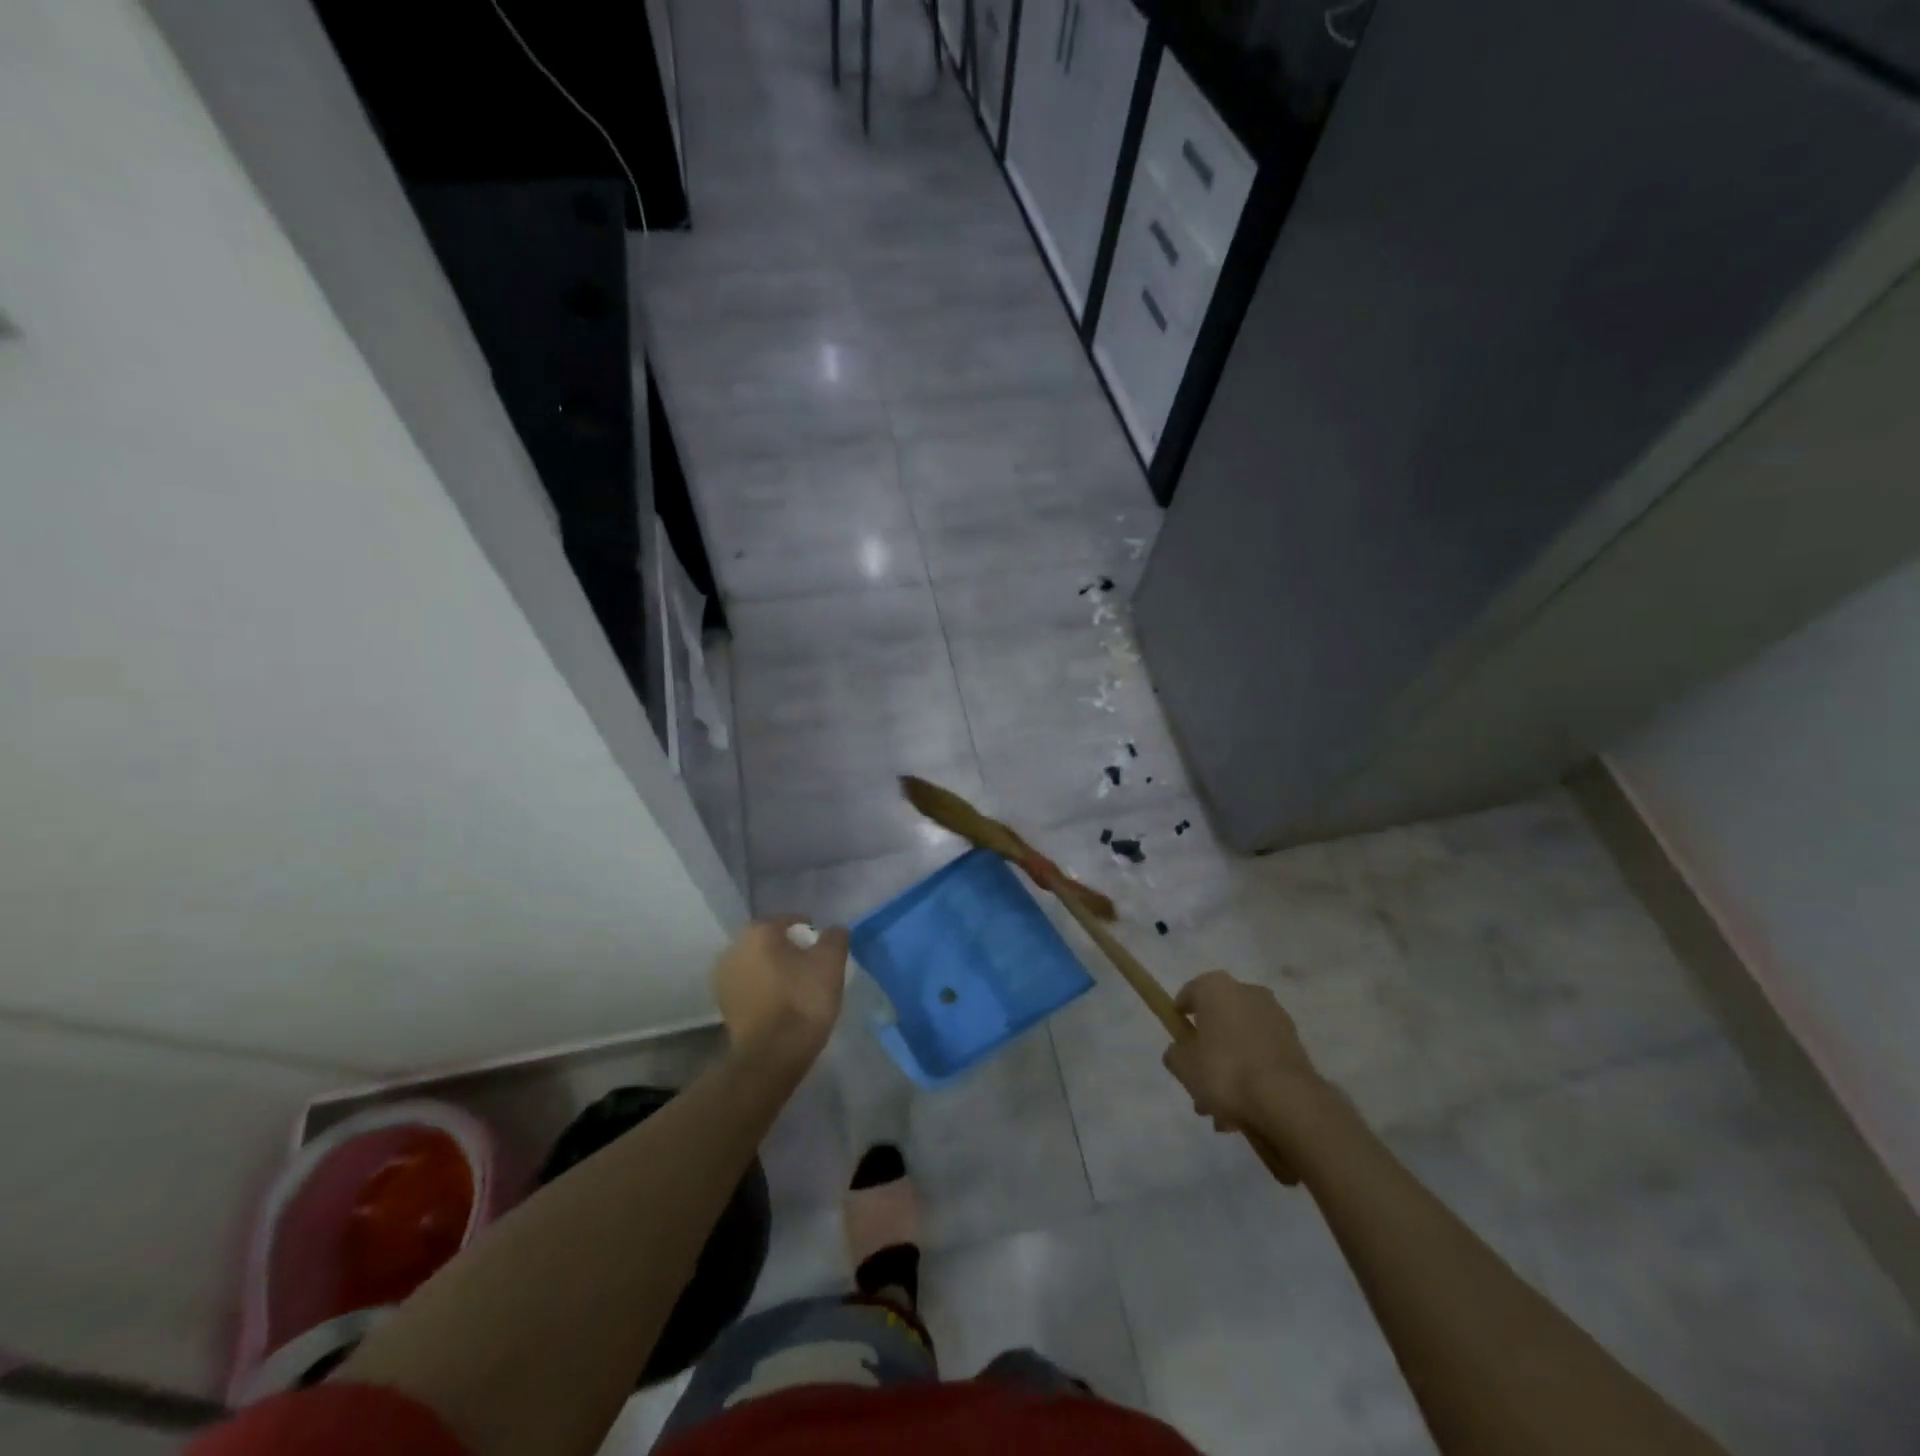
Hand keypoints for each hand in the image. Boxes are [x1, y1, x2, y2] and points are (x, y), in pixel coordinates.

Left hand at [711, 917, 848, 1071]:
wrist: (771, 1055)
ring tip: (798, 989)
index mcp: (757, 931)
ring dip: (775, 971)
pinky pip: (750, 988)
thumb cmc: (802, 1000)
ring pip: (758, 966)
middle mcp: (733, 948)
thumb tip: (833, 931)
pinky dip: (765, 991)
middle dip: (789, 951)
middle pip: (770, 943)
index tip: (825, 951)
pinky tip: (782, 1005)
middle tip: (813, 969)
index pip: (790, 921)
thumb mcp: (831, 962)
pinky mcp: (723, 1006)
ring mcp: (723, 979)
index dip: (811, 933)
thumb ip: (834, 937)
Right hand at [1162, 971, 1327, 1135]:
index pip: (1190, 994)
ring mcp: (1275, 1017)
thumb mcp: (1183, 1066)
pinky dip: (1252, 1074)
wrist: (1286, 1101)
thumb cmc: (1224, 1071)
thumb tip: (1180, 1051)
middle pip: (1217, 1020)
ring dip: (1229, 1068)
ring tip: (1221, 1111)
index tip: (1178, 1042)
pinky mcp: (1295, 1044)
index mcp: (1217, 987)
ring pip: (1241, 1041)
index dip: (1179, 1017)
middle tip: (1198, 1084)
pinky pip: (1262, 1055)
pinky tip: (1244, 1109)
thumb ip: (1175, 1054)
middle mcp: (1248, 992)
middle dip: (1207, 1051)